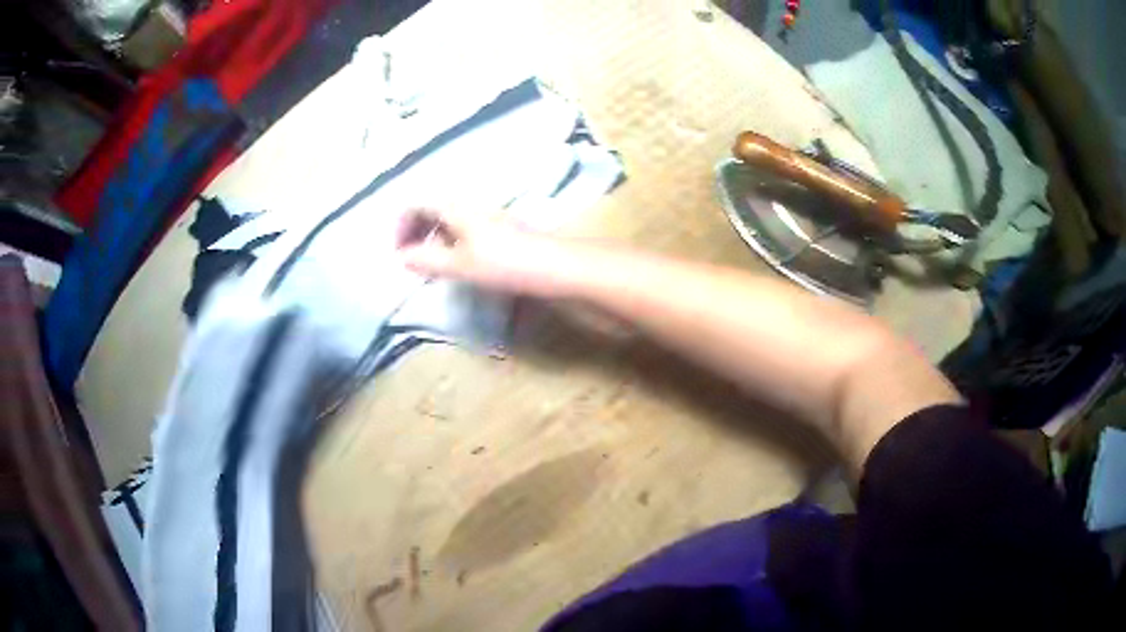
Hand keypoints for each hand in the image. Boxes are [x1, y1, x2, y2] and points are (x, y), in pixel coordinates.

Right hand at [395, 208, 574, 296]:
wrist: (555, 266)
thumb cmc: (504, 263)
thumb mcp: (460, 264)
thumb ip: (428, 260)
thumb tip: (401, 257)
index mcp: (457, 207)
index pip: (418, 203)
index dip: (401, 224)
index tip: (397, 251)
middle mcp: (470, 205)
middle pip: (433, 208)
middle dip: (415, 229)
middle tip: (409, 256)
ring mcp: (488, 216)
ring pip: (449, 219)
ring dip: (433, 237)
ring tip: (429, 263)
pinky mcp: (500, 230)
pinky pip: (464, 228)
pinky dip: (450, 241)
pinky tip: (456, 262)